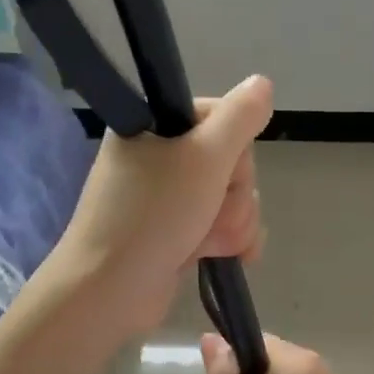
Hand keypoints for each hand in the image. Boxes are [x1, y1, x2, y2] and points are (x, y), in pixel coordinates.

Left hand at [55, 75, 273, 339]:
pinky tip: (232, 256)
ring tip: (211, 242)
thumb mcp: (204, 157)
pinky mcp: (175, 232)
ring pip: (230, 196)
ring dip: (233, 221)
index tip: (222, 167)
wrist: (110, 290)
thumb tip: (262, 83)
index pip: (219, 116)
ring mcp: (166, 198)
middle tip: (212, 211)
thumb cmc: (154, 215)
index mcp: (153, 126)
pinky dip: (229, 239)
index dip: (233, 145)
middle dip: (235, 192)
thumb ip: (240, 117)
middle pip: (229, 160)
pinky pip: (220, 224)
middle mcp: (158, 156)